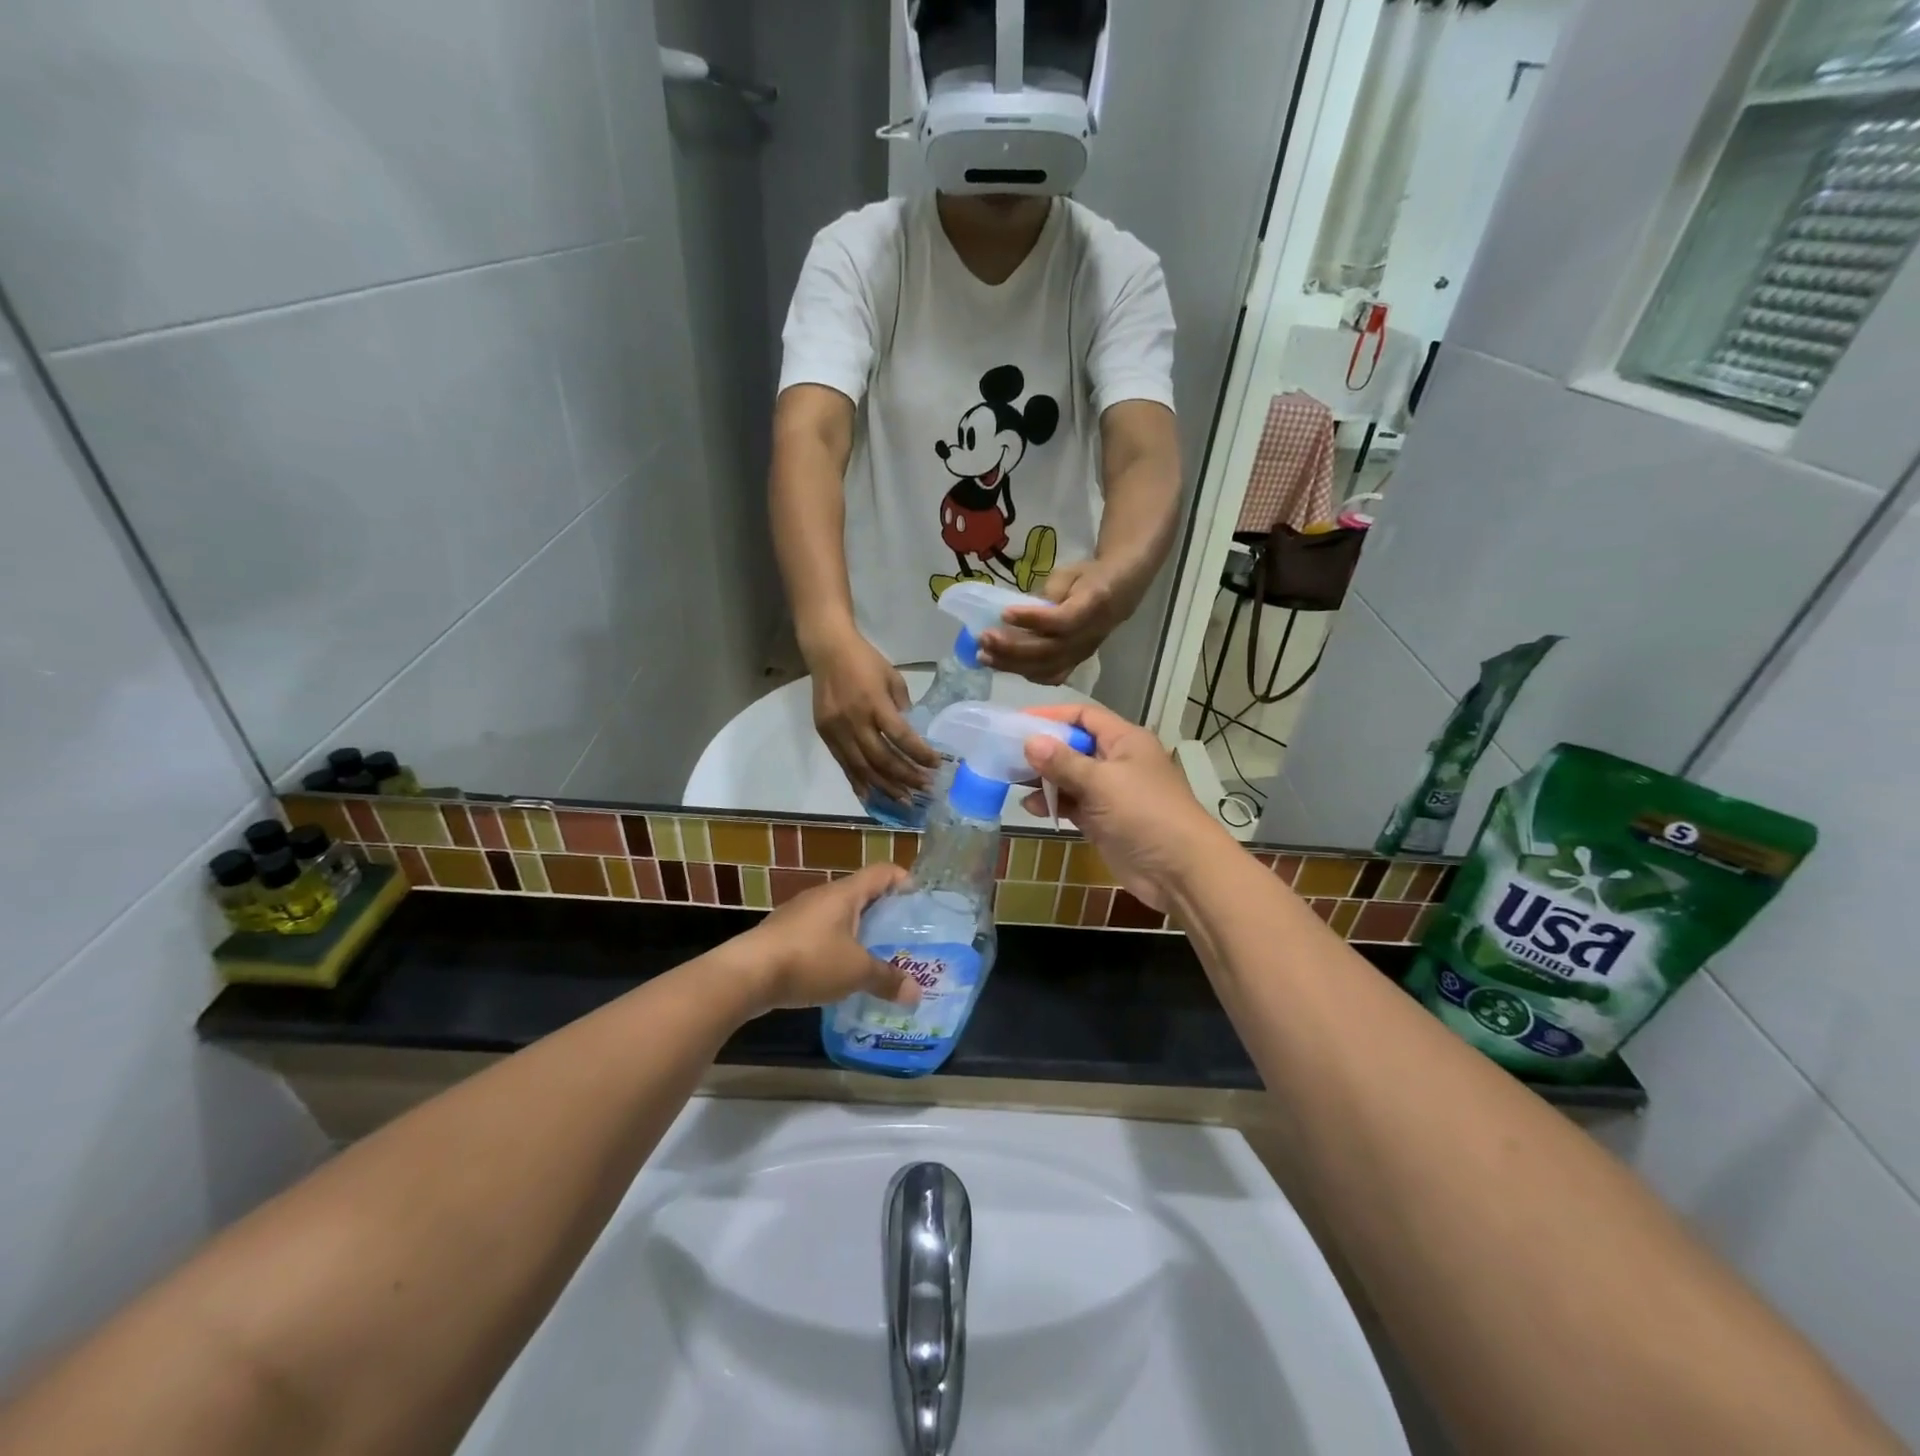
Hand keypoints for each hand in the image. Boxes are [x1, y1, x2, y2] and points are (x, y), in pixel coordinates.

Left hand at [736, 863, 920, 1012]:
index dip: (904, 880)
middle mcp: (823, 896)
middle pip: (862, 894)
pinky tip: (840, 972)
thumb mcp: (855, 972)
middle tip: (905, 937)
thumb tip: (916, 994)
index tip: (921, 902)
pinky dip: (835, 947)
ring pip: (839, 916)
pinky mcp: (782, 934)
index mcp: (845, 893)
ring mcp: (799, 914)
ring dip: (858, 932)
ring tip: (876, 957)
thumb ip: (887, 980)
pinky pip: (819, 933)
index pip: (883, 872)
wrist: (747, 974)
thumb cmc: (810, 960)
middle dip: (884, 914)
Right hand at [808, 630, 939, 802]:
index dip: (919, 754)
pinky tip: (873, 796)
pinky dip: (859, 782)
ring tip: (904, 800)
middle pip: (882, 758)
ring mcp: (837, 730)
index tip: (936, 765)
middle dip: (906, 776)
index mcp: (874, 702)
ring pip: (862, 768)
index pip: (901, 736)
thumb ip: (902, 706)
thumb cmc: (865, 661)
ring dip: (885, 787)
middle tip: (925, 788)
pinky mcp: (825, 735)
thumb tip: (911, 735)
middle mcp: (854, 720)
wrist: (827, 651)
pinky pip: (844, 765)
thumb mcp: (893, 678)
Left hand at [978, 561, 1125, 684]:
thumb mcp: (1069, 574)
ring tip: (984, 656)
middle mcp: (1088, 636)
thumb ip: (1048, 594)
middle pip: (1049, 651)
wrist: (1120, 593)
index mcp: (1093, 606)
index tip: (1004, 614)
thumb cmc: (1089, 577)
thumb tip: (1019, 614)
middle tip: (983, 639)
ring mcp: (1082, 654)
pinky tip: (1002, 665)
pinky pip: (1050, 677)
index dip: (1032, 620)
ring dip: (1012, 665)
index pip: (1062, 620)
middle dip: (1012, 648)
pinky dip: (1024, 673)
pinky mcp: (1076, 663)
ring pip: (1046, 668)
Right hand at [1018, 702, 1228, 910]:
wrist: (1179, 870)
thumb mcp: (1101, 782)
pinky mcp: (1104, 821)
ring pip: (1070, 777)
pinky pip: (1073, 804)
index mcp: (1125, 740)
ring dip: (1044, 779)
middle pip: (1074, 746)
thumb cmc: (1144, 813)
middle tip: (1006, 754)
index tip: (1018, 722)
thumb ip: (1063, 762)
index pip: (1084, 716)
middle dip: (1043, 750)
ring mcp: (1111, 793)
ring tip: (1012, 781)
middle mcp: (1117, 761)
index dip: (1052, 716)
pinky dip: (1054, 803)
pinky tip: (1031, 807)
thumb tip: (1029, 741)